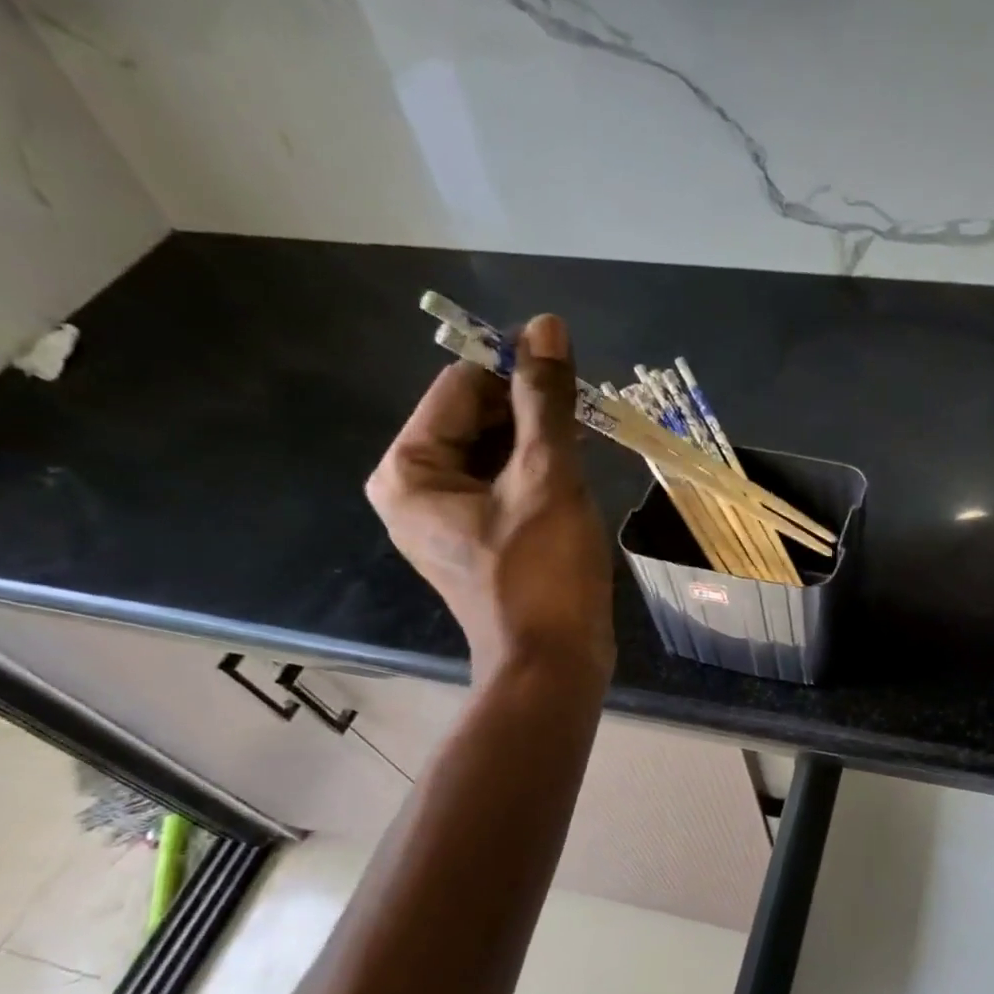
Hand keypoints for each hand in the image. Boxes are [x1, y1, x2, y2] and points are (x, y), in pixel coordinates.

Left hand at [366, 314, 613, 681]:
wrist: (552, 666)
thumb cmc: (544, 574)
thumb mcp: (548, 478)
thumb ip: (545, 400)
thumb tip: (546, 327)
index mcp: (410, 469)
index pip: (460, 386)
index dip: (515, 370)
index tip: (570, 371)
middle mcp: (415, 489)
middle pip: (474, 418)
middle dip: (529, 412)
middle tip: (583, 420)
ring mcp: (446, 519)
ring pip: (493, 452)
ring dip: (539, 443)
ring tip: (583, 451)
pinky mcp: (478, 541)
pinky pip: (504, 486)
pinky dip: (536, 475)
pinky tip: (573, 482)